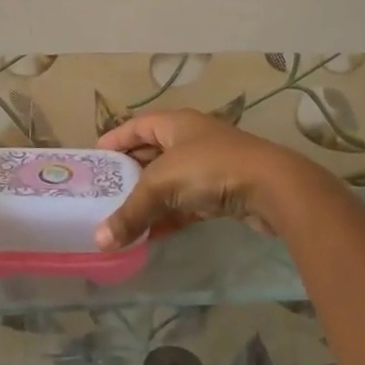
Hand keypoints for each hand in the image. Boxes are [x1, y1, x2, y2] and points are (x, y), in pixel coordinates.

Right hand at [95, 110, 330, 250]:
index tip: (94, 160)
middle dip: (128, 174)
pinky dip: (168, 217)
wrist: (270, 187)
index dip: (115, 140)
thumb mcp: (162, 185)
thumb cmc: (209, 169)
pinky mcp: (221, 192)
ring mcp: (208, 165)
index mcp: (175, 123)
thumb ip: (130, 212)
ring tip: (120, 220)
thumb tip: (99, 240)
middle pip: (151, 154)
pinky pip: (186, 204)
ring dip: (148, 200)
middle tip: (103, 194)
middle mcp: (190, 139)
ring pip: (169, 182)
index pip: (136, 126)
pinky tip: (150, 236)